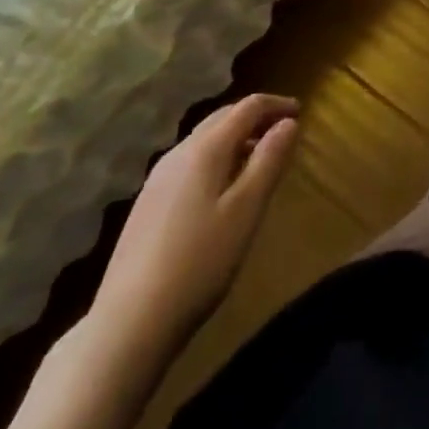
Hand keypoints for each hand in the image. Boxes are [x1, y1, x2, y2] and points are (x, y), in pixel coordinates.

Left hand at [92, 94, 299, 357]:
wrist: (128, 324)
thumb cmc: (200, 262)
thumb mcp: (247, 210)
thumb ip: (269, 160)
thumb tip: (289, 123)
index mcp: (205, 149)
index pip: (247, 107)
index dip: (276, 104)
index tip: (300, 113)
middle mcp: (178, 154)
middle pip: (222, 118)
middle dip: (255, 117)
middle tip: (283, 131)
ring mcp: (157, 180)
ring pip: (204, 141)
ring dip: (235, 139)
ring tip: (259, 160)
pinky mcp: (147, 206)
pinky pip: (190, 164)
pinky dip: (216, 160)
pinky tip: (223, 191)